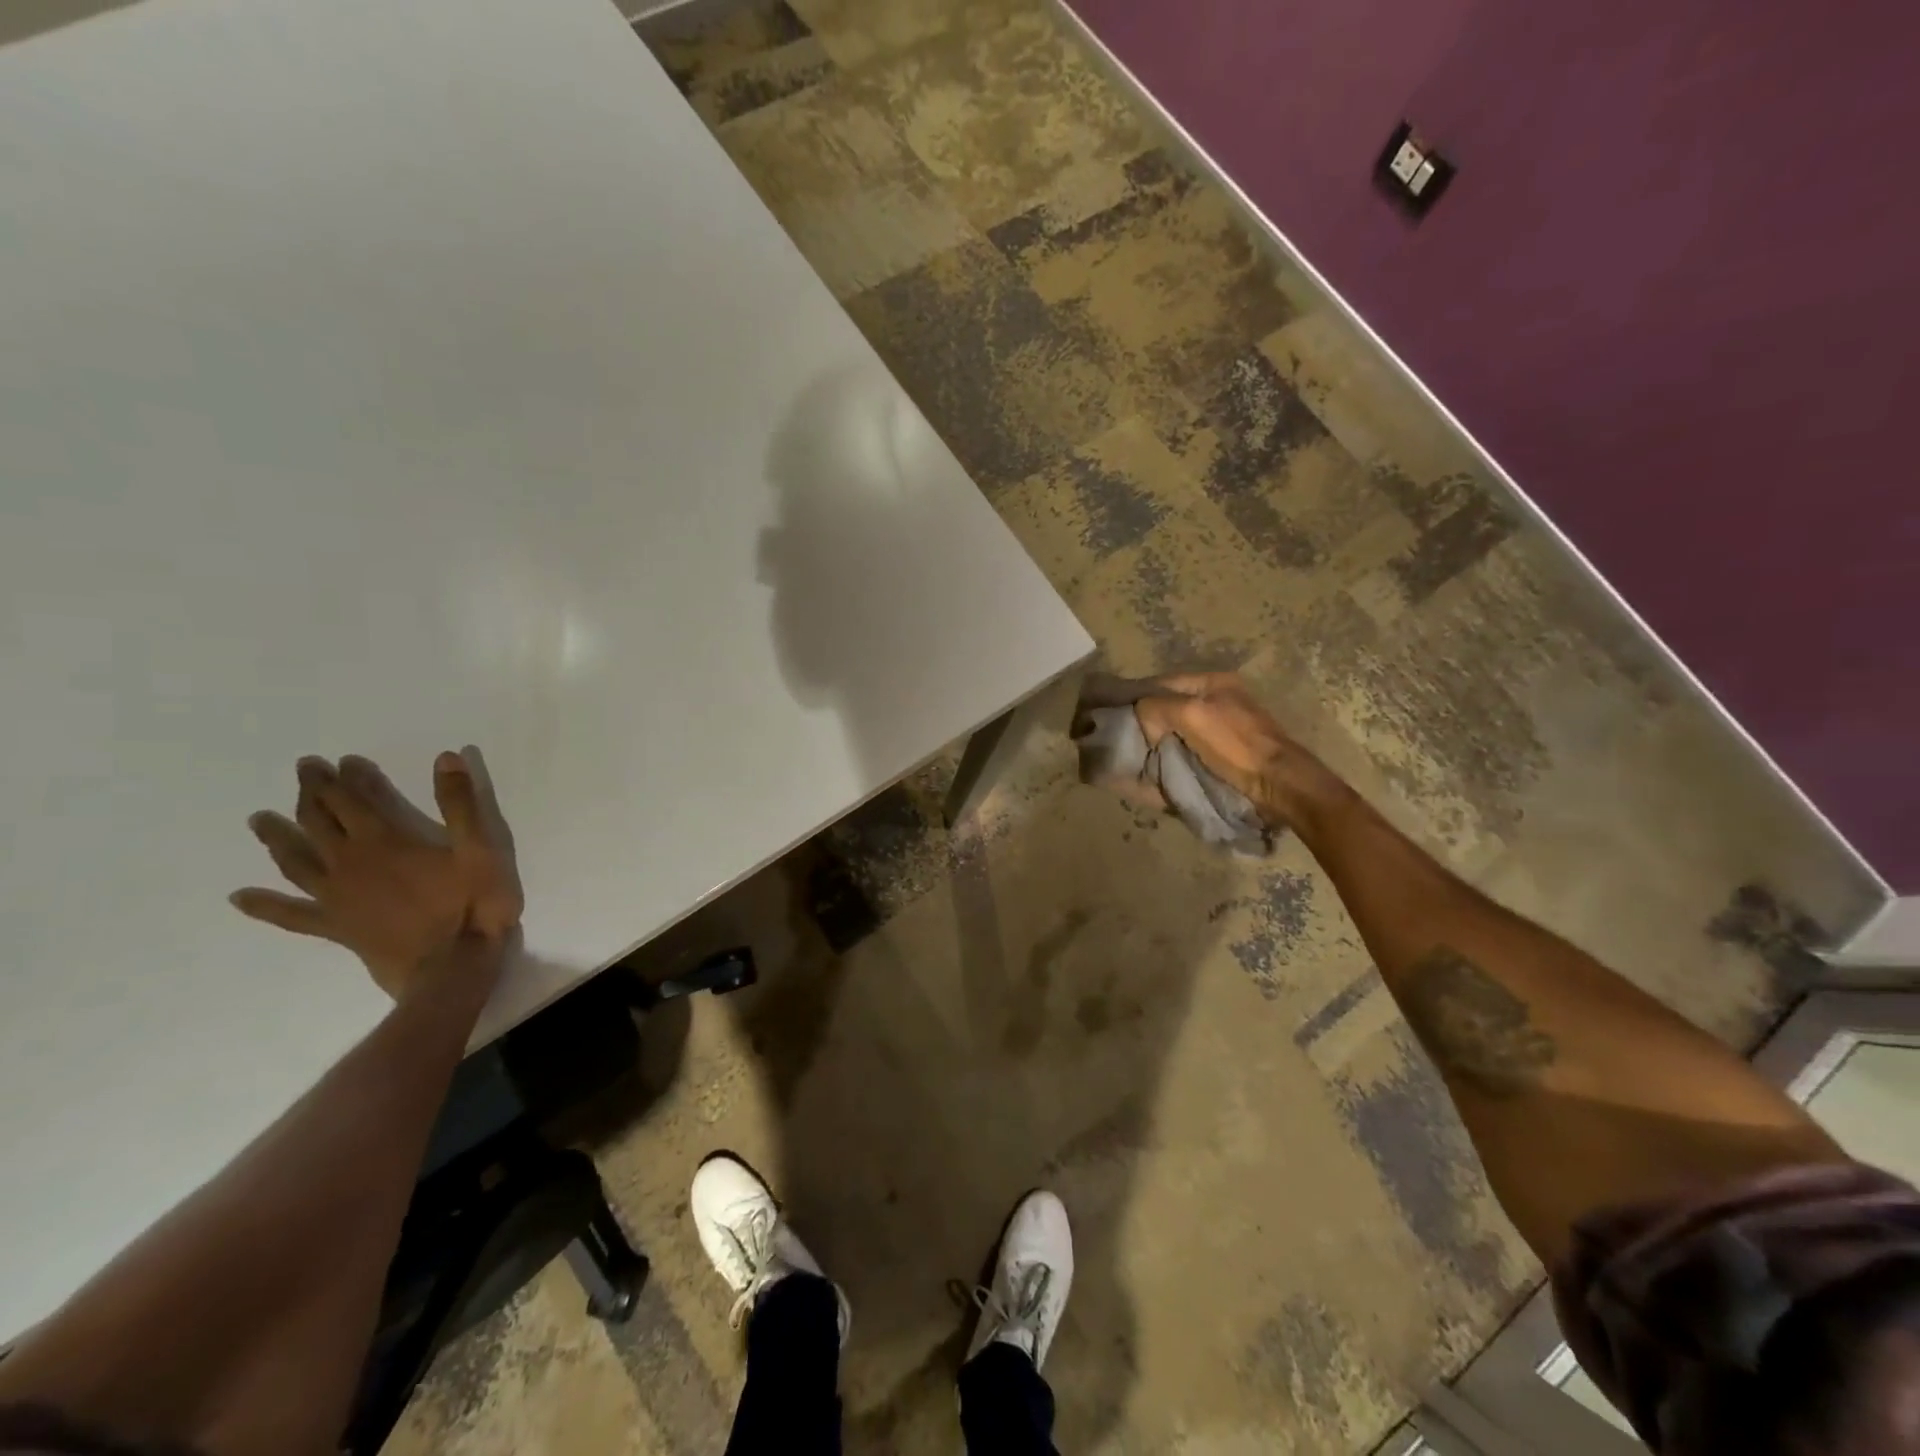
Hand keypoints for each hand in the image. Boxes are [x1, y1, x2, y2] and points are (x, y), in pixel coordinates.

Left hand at [231, 750, 523, 998]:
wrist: (453, 965)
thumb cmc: (474, 902)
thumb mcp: (481, 847)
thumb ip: (461, 803)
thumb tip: (445, 758)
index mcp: (384, 841)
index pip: (353, 800)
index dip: (343, 778)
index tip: (334, 761)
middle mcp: (350, 863)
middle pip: (318, 823)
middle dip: (310, 795)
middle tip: (303, 773)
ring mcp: (336, 898)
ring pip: (296, 861)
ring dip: (278, 838)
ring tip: (260, 820)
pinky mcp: (336, 928)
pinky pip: (292, 915)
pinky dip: (265, 906)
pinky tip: (241, 898)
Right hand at [1129, 673, 1334, 828]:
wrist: (1276, 786)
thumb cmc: (1236, 744)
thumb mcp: (1192, 714)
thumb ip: (1157, 706)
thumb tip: (1139, 718)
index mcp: (1212, 683)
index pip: (1161, 683)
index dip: (1135, 697)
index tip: (1111, 715)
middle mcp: (1214, 702)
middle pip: (1165, 707)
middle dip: (1142, 722)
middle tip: (1117, 738)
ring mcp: (1217, 731)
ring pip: (1171, 731)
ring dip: (1151, 743)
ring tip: (1127, 755)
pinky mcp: (1218, 757)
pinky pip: (1181, 752)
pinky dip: (1164, 759)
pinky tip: (1147, 769)